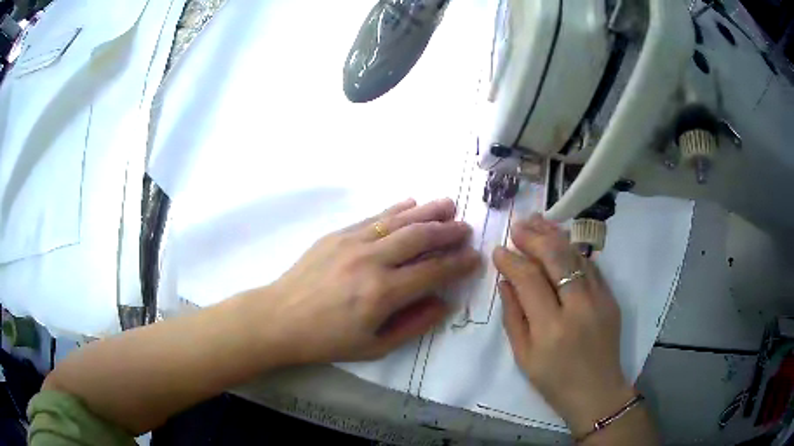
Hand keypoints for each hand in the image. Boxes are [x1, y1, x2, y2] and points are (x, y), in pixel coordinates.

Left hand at [261, 198, 479, 363]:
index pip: (433, 271)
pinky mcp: (337, 234)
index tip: (474, 257)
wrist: (280, 318)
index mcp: (383, 293)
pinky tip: (411, 203)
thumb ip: (414, 324)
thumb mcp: (374, 347)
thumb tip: (443, 302)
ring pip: (399, 220)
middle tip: (465, 228)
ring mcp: (353, 242)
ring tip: (448, 205)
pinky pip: (374, 217)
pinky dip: (396, 209)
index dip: (458, 263)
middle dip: (448, 231)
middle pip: (420, 238)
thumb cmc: (327, 340)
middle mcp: (372, 261)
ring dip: (427, 211)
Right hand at [493, 215, 633, 435]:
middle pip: (557, 258)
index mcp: (551, 329)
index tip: (498, 250)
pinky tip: (559, 241)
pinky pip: (590, 266)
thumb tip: (505, 281)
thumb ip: (513, 316)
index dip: (512, 260)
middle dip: (534, 237)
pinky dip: (572, 250)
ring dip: (554, 236)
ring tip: (536, 221)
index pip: (529, 280)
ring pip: (576, 255)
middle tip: (517, 227)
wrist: (598, 392)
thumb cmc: (554, 381)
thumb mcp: (523, 357)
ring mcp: (600, 299)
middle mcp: (579, 308)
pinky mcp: (611, 297)